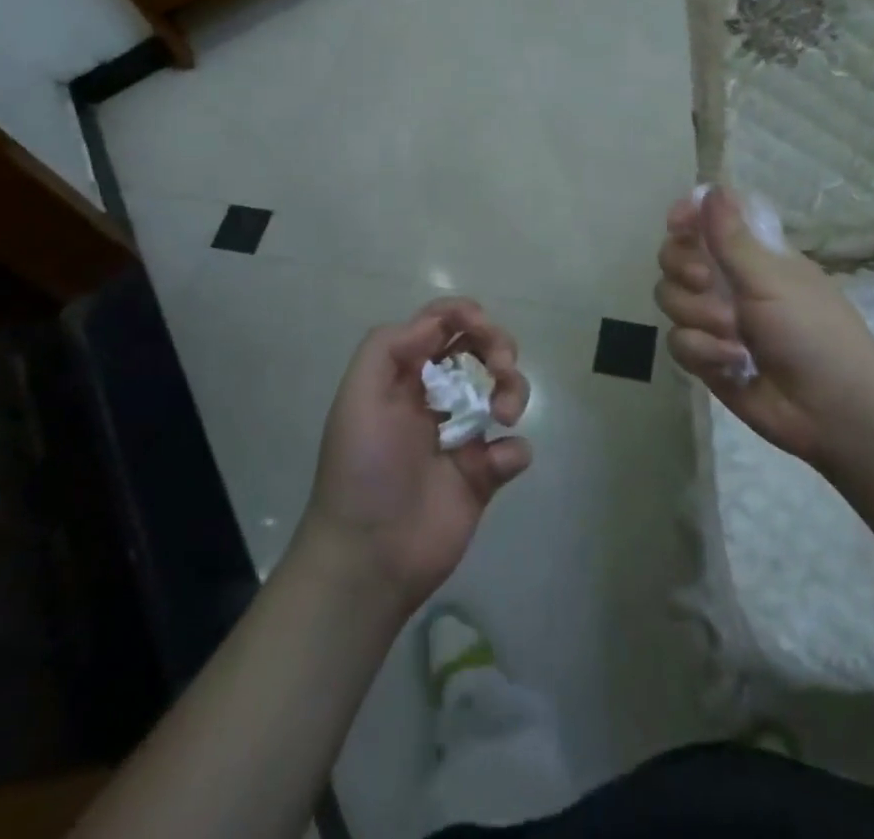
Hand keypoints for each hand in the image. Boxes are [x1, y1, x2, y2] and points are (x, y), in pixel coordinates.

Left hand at [300, 298, 531, 615]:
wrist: (369, 558)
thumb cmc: (362, 469)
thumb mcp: (358, 396)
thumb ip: (389, 346)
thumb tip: (436, 324)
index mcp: (404, 374)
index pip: (441, 323)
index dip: (466, 314)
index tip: (482, 329)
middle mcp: (435, 397)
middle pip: (480, 348)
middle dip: (499, 346)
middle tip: (501, 368)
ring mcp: (462, 435)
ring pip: (504, 390)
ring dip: (514, 390)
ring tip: (504, 415)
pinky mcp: (483, 476)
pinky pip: (514, 449)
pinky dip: (514, 450)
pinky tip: (493, 466)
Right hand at [655, 187, 873, 469]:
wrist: (833, 410)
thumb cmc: (813, 332)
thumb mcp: (772, 279)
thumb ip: (732, 238)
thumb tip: (712, 188)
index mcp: (751, 254)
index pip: (707, 220)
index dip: (687, 217)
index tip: (677, 224)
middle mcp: (727, 281)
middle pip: (675, 257)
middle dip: (683, 269)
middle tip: (705, 281)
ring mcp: (714, 320)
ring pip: (671, 299)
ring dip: (699, 316)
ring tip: (734, 336)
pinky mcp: (706, 357)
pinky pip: (678, 341)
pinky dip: (703, 352)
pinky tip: (732, 364)